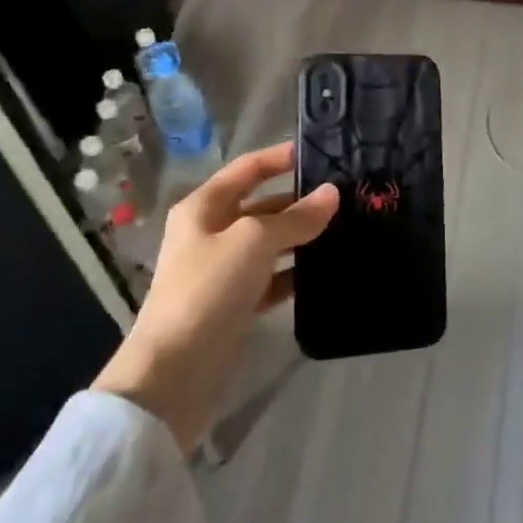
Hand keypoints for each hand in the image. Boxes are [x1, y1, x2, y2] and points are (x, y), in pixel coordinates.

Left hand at [93, 141, 336, 451]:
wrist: (175, 371)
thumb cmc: (209, 288)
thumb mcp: (255, 242)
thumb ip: (296, 217)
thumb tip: (332, 194)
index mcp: (204, 207)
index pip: (247, 169)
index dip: (280, 158)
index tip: (320, 152)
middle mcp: (211, 232)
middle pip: (262, 206)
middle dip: (300, 201)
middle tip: (346, 197)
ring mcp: (223, 270)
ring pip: (270, 243)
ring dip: (302, 238)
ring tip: (347, 230)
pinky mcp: (235, 303)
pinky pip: (272, 277)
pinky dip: (295, 273)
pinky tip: (327, 272)